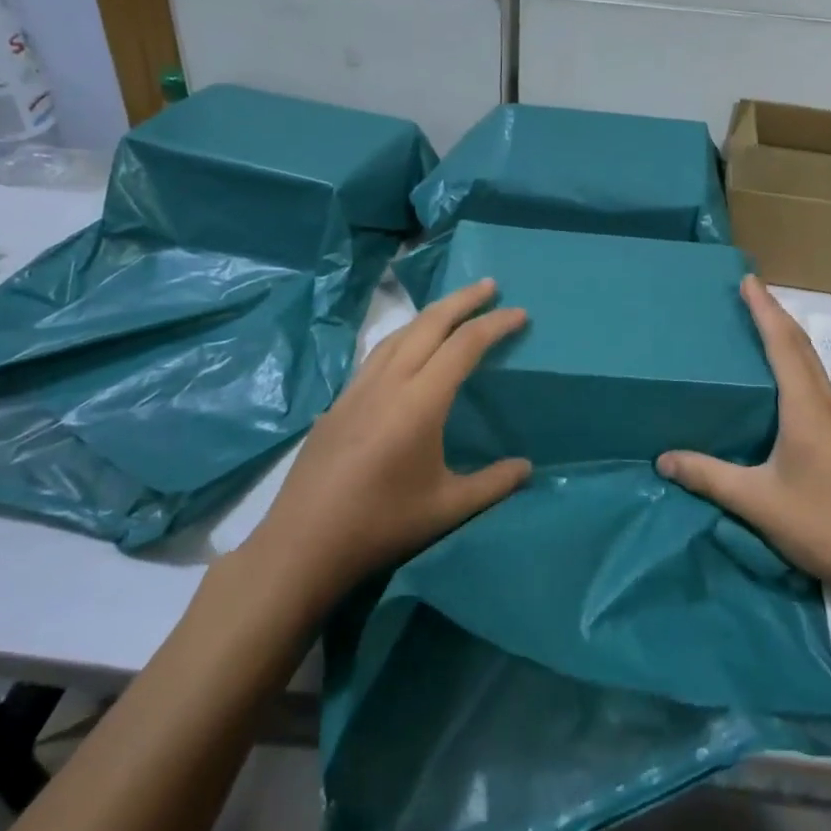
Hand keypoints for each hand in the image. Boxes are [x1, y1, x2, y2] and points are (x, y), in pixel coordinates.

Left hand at [241, 279, 530, 615]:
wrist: (302, 545)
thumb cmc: (381, 524)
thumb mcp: (447, 508)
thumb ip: (493, 484)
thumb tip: (528, 467)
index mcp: (420, 401)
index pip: (464, 346)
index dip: (495, 325)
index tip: (520, 313)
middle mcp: (388, 382)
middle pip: (429, 324)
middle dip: (463, 300)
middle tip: (490, 285)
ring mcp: (357, 389)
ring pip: (398, 334)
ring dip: (430, 315)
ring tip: (452, 309)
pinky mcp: (337, 403)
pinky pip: (376, 354)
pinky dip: (403, 337)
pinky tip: (406, 351)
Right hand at [657, 276, 830, 604]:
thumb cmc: (822, 524)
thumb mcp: (757, 502)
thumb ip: (709, 477)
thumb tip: (663, 459)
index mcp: (807, 409)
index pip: (783, 345)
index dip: (764, 310)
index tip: (749, 280)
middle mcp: (830, 406)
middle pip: (803, 348)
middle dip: (778, 315)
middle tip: (753, 293)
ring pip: (815, 369)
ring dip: (791, 342)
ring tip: (765, 330)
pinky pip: (821, 390)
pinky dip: (801, 370)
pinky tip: (789, 390)